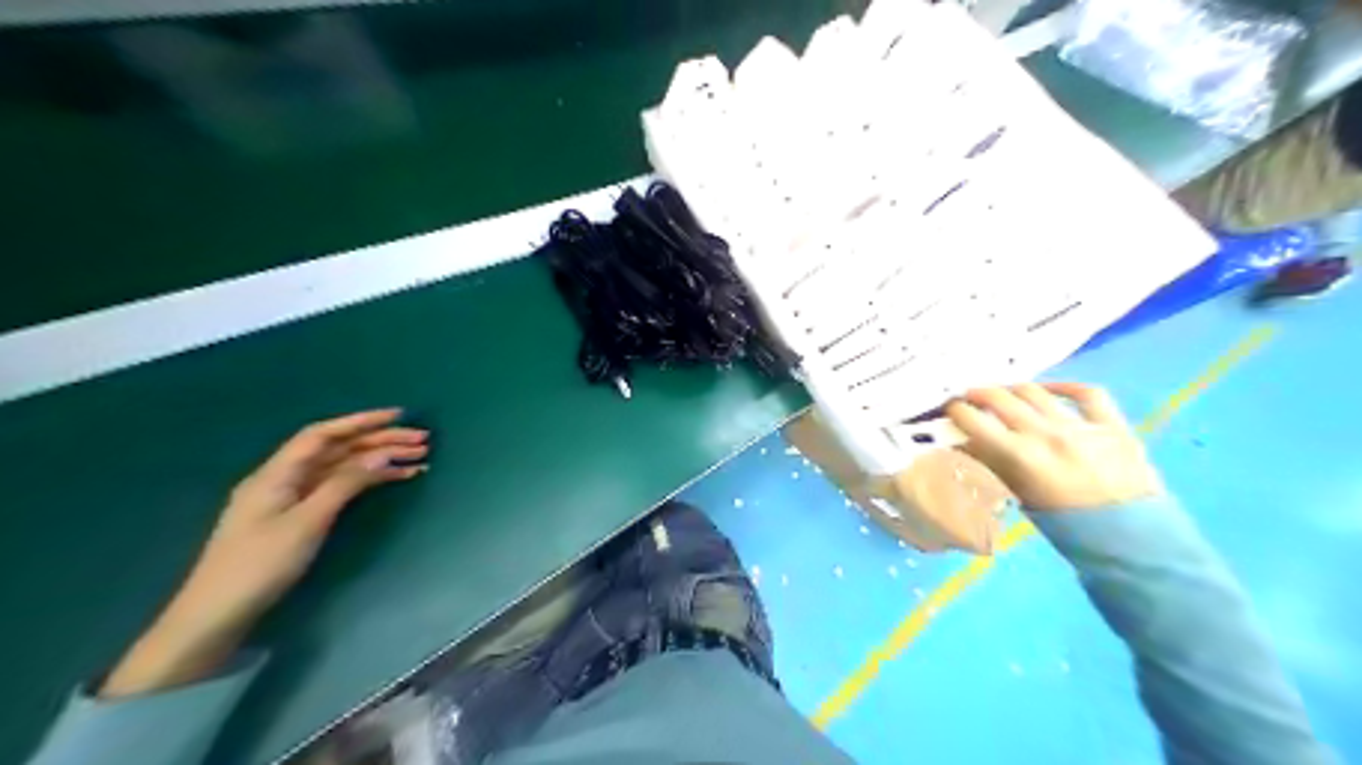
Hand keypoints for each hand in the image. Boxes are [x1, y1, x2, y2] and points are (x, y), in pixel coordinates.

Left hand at [102, 412, 425, 698]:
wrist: (216, 616)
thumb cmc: (259, 565)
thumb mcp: (307, 522)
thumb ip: (345, 484)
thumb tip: (382, 454)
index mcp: (277, 473)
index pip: (324, 434)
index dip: (362, 421)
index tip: (399, 416)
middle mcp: (284, 478)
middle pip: (337, 450)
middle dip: (380, 441)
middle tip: (422, 441)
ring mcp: (290, 499)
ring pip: (342, 469)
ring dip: (379, 461)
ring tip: (419, 460)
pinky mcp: (296, 518)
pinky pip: (337, 488)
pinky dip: (366, 482)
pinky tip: (392, 480)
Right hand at [949, 384, 1159, 513]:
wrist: (1133, 539)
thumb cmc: (1068, 525)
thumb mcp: (1021, 497)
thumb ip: (993, 465)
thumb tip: (964, 442)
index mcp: (1022, 456)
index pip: (976, 421)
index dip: (956, 410)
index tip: (948, 409)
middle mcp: (1047, 434)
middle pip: (1001, 398)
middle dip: (978, 393)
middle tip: (968, 396)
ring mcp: (1082, 426)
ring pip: (1036, 392)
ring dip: (1012, 389)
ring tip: (1002, 393)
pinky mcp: (1112, 424)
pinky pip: (1087, 393)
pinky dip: (1065, 386)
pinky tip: (1050, 388)